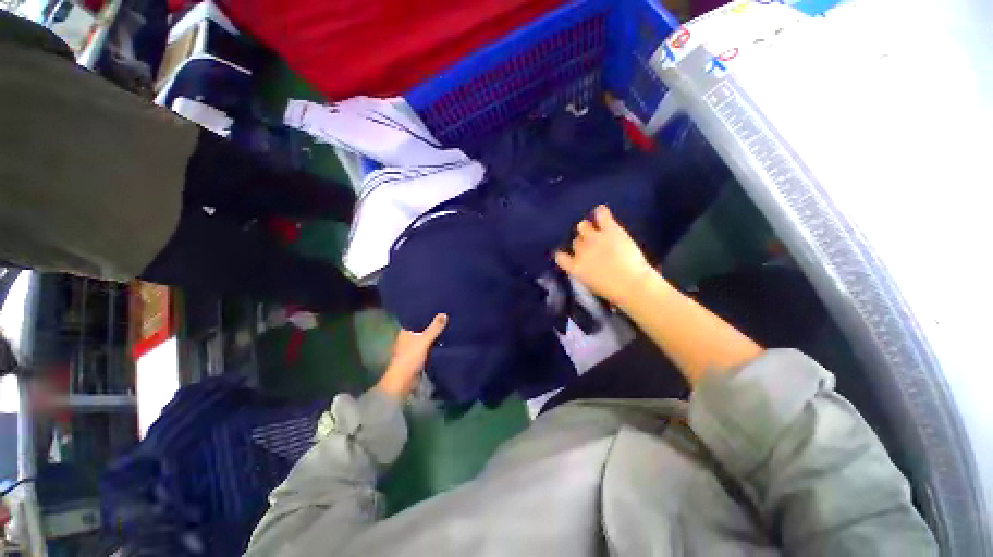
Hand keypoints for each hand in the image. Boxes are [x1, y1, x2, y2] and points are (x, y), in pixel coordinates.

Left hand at [376, 314, 447, 397]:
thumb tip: (444, 314)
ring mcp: (411, 349)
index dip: (422, 313)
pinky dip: (433, 346)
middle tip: (444, 316)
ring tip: (446, 328)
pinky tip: (442, 343)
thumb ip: (434, 328)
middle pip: (419, 329)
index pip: (414, 319)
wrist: (404, 379)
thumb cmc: (410, 357)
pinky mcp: (416, 358)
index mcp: (404, 331)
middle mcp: (407, 338)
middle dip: (429, 325)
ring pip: (423, 339)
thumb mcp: (423, 340)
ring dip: (432, 336)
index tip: (434, 307)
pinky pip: (427, 348)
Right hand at [554, 205, 655, 307]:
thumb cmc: (616, 293)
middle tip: (594, 247)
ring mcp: (594, 238)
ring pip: (583, 226)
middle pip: (576, 241)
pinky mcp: (610, 229)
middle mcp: (581, 250)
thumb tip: (590, 268)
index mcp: (575, 268)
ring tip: (598, 230)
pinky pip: (601, 213)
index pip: (561, 257)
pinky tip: (603, 215)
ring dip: (589, 228)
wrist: (632, 285)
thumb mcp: (593, 286)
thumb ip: (586, 273)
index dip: (565, 255)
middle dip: (583, 243)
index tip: (570, 255)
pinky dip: (601, 213)